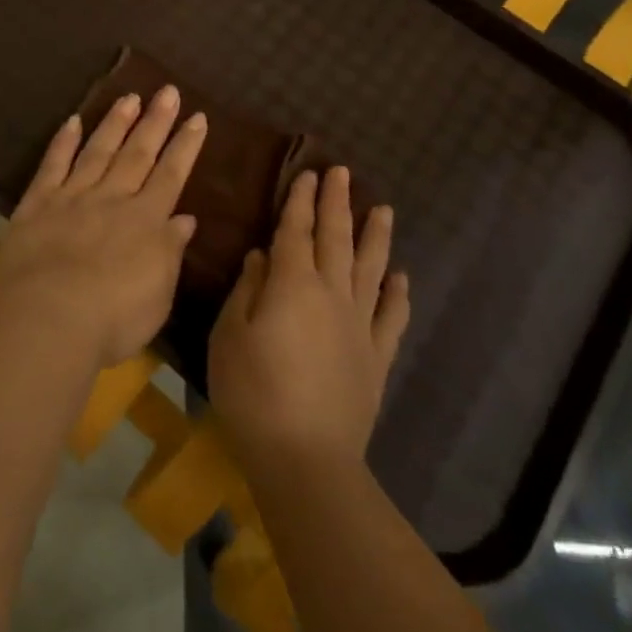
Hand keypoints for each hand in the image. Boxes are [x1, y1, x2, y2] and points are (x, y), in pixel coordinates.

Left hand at [0, 86, 207, 367]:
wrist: (49, 318)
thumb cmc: (113, 318)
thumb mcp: (159, 293)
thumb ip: (170, 251)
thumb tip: (185, 218)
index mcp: (146, 221)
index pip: (171, 174)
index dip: (185, 145)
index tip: (197, 116)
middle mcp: (112, 199)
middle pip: (138, 153)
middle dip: (155, 122)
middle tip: (167, 90)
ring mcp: (73, 197)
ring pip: (98, 151)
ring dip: (115, 123)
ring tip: (129, 97)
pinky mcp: (37, 204)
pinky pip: (52, 166)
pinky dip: (62, 143)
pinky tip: (72, 121)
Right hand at [209, 167, 409, 479]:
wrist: (306, 458)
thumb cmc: (253, 393)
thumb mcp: (230, 336)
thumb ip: (247, 290)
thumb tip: (262, 255)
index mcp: (292, 285)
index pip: (296, 232)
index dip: (301, 202)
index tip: (308, 174)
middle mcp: (332, 295)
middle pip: (336, 239)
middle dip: (337, 203)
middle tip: (342, 173)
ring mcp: (360, 325)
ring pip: (371, 269)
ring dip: (375, 236)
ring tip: (383, 209)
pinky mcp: (376, 358)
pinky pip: (392, 317)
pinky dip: (398, 293)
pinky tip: (401, 277)